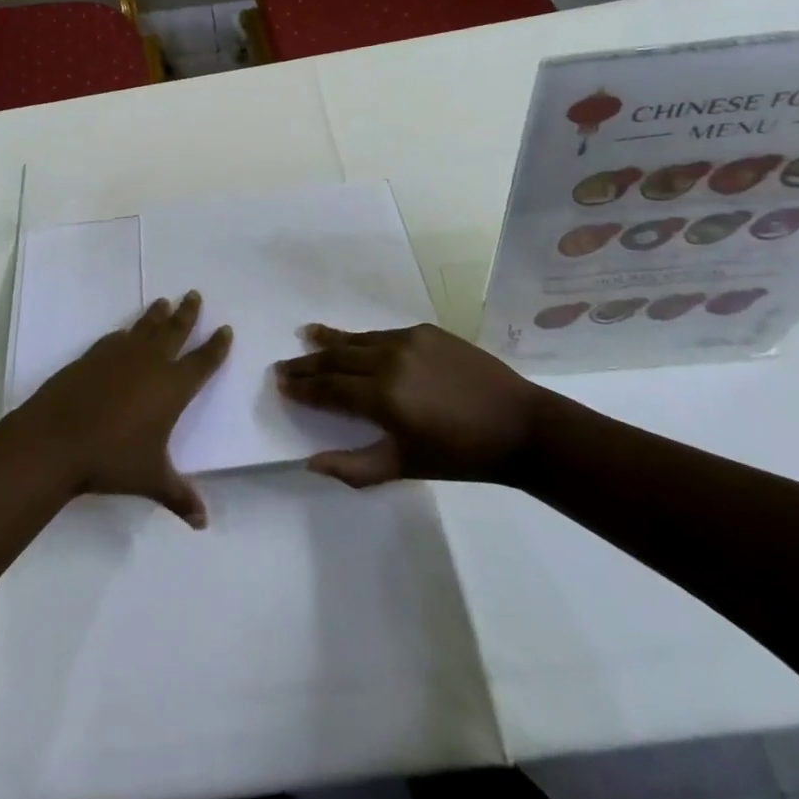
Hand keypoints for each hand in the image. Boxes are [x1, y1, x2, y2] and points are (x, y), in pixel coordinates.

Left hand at [20, 292, 231, 527]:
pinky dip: (126, 332)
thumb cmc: (113, 458)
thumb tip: (203, 522)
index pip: (202, 362)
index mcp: (172, 387)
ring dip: (157, 314)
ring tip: (164, 302)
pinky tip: (125, 332)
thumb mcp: (151, 479)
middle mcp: (150, 363)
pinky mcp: (93, 355)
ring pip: (145, 327)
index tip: (225, 329)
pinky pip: (116, 338)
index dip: (216, 346)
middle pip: (175, 330)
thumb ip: (179, 496)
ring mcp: (120, 355)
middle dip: (188, 313)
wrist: (57, 438)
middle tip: (194, 294)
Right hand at [274, 323, 544, 487]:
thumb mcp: (405, 467)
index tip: (280, 384)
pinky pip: (382, 334)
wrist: (518, 424)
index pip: (328, 389)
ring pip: (357, 340)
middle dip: (307, 364)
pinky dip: (362, 339)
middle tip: (283, 366)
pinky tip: (354, 341)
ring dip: (329, 341)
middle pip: (335, 359)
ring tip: (307, 336)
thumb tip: (312, 463)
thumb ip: (355, 467)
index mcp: (383, 397)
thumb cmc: (460, 455)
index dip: (302, 388)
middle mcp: (388, 360)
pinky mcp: (425, 331)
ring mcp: (407, 340)